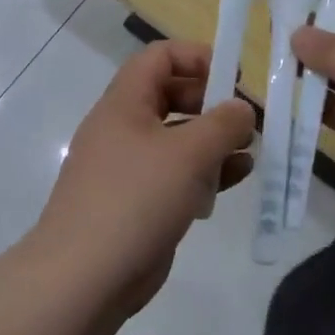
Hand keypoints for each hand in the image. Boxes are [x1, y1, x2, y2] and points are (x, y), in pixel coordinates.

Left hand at [30, 39, 256, 317]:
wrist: (84, 278)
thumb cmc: (136, 199)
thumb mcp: (189, 153)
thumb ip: (223, 123)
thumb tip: (242, 109)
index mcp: (124, 103)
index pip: (159, 57)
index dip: (197, 57)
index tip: (233, 77)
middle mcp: (124, 128)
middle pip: (172, 96)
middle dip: (212, 103)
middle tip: (245, 120)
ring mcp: (130, 168)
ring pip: (178, 139)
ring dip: (215, 141)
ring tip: (249, 151)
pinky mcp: (139, 202)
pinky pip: (177, 175)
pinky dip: (206, 172)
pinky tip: (237, 178)